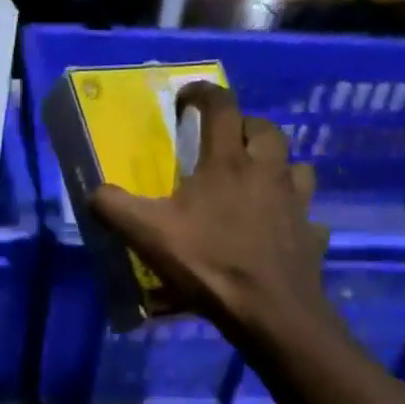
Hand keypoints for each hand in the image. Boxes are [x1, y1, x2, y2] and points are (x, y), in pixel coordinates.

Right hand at [90, 81, 328, 342]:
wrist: (268, 309)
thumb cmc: (208, 263)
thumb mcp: (147, 234)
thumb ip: (114, 208)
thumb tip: (94, 192)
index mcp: (228, 163)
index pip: (221, 107)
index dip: (202, 94)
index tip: (186, 99)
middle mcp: (267, 172)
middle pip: (265, 129)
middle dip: (244, 125)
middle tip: (224, 141)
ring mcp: (295, 203)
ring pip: (294, 167)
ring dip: (275, 166)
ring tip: (255, 182)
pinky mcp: (310, 235)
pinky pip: (305, 215)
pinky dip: (292, 216)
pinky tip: (277, 231)